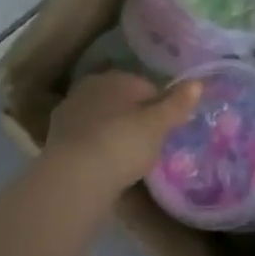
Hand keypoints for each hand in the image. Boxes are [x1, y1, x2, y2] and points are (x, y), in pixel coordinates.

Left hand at [45, 70, 200, 194]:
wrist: (74, 177)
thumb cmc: (123, 143)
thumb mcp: (158, 124)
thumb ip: (177, 103)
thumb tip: (198, 82)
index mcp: (115, 78)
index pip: (146, 86)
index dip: (160, 107)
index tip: (167, 129)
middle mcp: (89, 88)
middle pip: (122, 101)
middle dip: (135, 118)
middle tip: (149, 144)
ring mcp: (69, 113)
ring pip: (102, 119)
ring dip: (114, 133)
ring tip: (128, 158)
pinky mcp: (56, 139)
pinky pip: (87, 138)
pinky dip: (97, 148)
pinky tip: (105, 166)